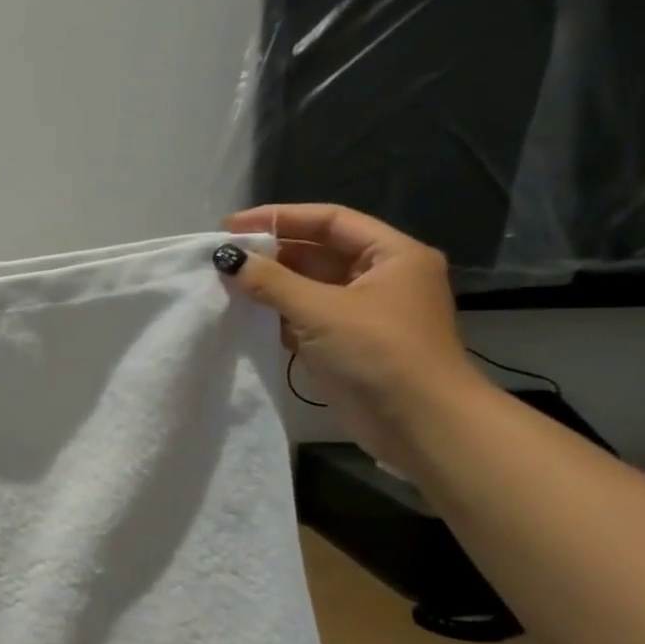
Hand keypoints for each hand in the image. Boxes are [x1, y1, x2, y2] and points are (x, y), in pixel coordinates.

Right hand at [217, 205, 479, 466]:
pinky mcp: (348, 343)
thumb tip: (226, 259)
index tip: (231, 227)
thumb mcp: (319, 310)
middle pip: (318, 251)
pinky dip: (277, 312)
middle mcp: (382, 277)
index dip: (279, 218)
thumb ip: (269, 281)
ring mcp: (365, 312)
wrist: (421, 424)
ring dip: (270, 284)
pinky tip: (245, 314)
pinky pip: (306, 316)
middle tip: (223, 257)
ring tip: (226, 283)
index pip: (330, 221)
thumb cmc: (379, 353)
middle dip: (271, 253)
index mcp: (392, 255)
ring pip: (309, 285)